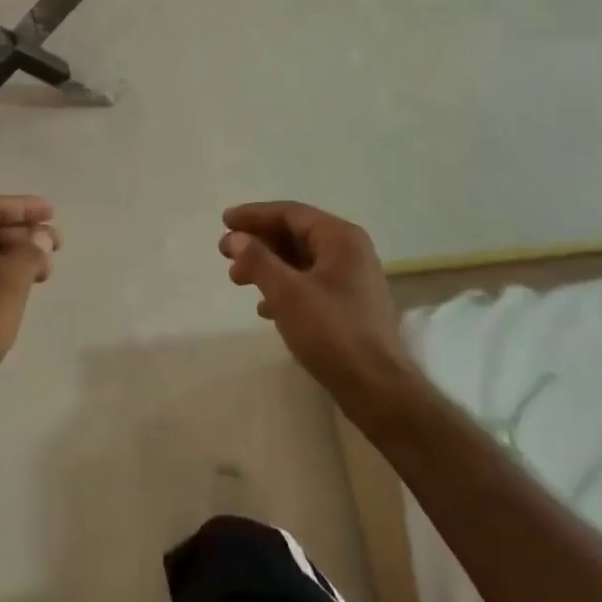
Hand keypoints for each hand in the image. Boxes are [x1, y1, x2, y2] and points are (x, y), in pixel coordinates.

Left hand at [0, 196, 59, 400]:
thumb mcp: (7, 285)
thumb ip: (29, 254)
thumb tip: (40, 238)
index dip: (24, 207)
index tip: (52, 214)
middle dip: (25, 234)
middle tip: (56, 247)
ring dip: (17, 256)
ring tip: (45, 273)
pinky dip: (4, 275)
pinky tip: (22, 290)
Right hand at [219, 202, 413, 415]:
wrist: (377, 388)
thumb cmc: (332, 332)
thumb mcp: (287, 292)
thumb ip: (258, 260)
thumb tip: (235, 238)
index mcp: (341, 238)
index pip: (291, 213)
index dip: (254, 215)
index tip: (224, 221)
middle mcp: (350, 251)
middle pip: (296, 235)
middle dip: (259, 242)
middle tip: (225, 252)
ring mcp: (352, 279)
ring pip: (301, 260)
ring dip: (268, 265)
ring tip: (237, 279)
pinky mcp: (349, 306)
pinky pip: (310, 283)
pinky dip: (284, 287)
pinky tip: (264, 307)